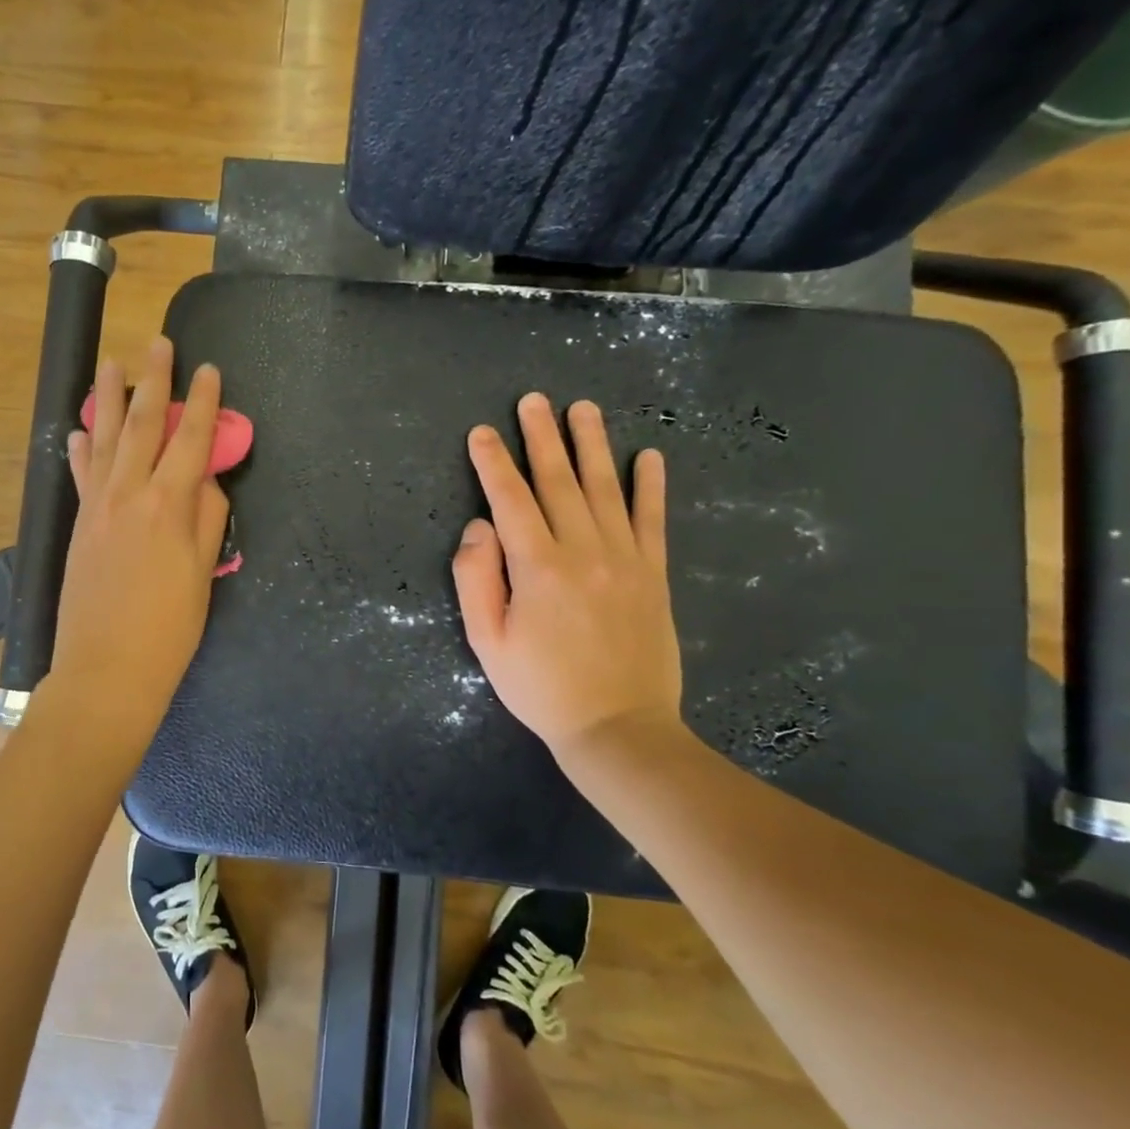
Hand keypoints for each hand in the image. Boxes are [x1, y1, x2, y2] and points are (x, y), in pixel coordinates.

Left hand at [46, 336, 230, 744]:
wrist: (107, 670)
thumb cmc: (168, 630)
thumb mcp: (203, 575)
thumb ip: (207, 520)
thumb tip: (204, 483)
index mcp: (169, 506)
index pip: (192, 440)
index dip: (204, 402)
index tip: (209, 370)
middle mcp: (130, 495)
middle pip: (143, 426)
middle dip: (153, 382)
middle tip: (157, 344)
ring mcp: (99, 508)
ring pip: (105, 440)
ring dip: (109, 399)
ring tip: (110, 363)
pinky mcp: (79, 525)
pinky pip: (81, 475)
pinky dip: (80, 449)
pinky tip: (78, 430)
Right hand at [452, 394, 682, 768]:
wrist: (618, 728)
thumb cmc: (541, 688)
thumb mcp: (487, 642)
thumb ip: (476, 579)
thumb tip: (478, 527)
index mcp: (538, 567)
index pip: (510, 499)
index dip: (493, 463)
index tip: (481, 432)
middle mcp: (583, 550)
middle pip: (558, 481)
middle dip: (541, 437)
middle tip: (533, 400)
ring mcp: (625, 559)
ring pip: (606, 488)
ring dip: (592, 445)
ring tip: (583, 409)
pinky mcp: (654, 575)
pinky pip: (652, 520)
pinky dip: (651, 486)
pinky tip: (650, 456)